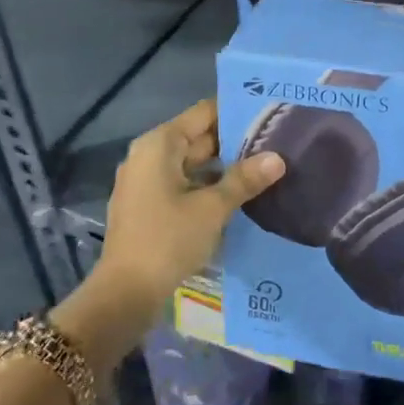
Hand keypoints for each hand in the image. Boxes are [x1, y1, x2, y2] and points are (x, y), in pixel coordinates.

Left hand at [98, 99, 284, 308]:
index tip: (268, 113)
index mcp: (160, 144)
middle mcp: (149, 154)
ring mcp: (146, 181)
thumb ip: (245, 179)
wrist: (125, 293)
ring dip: (224, 167)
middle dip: (235, 141)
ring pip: (193, 163)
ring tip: (265, 167)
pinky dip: (208, 185)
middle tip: (276, 141)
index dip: (236, 111)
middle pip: (198, 137)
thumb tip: (277, 158)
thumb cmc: (168, 239)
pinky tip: (239, 194)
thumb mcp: (213, 208)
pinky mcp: (148, 204)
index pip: (204, 112)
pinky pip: (183, 183)